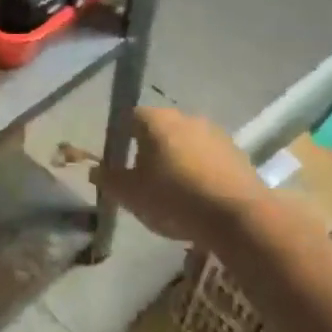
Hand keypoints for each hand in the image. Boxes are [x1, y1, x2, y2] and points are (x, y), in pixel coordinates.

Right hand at [93, 106, 267, 242]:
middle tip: (144, 182)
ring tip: (173, 194)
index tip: (119, 164)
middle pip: (159, 130)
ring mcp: (215, 132)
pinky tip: (199, 199)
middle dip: (150, 151)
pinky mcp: (236, 152)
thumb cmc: (173, 198)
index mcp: (156, 120)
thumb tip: (95, 170)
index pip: (130, 118)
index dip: (121, 139)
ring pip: (185, 143)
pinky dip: (200, 172)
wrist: (236, 215)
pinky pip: (208, 158)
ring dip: (177, 161)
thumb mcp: (130, 194)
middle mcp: (186, 116)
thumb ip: (109, 180)